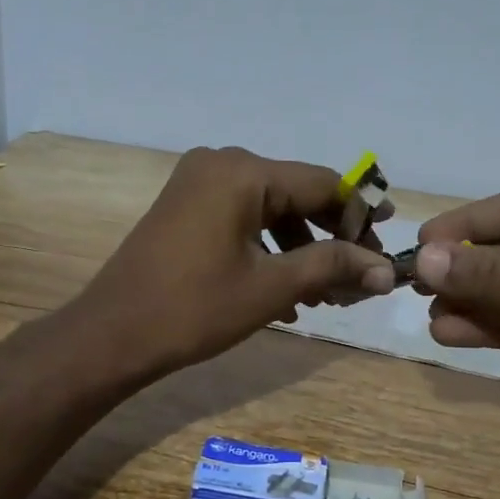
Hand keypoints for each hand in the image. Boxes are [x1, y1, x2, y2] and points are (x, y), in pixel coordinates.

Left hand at [78, 146, 395, 375]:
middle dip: (331, 237)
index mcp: (242, 172)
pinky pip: (243, 219)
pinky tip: (286, 295)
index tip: (384, 251)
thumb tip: (388, 271)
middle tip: (359, 278)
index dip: (360, 216)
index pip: (323, 183)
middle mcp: (221, 163)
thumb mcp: (271, 287)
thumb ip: (333, 267)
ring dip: (302, 250)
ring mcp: (199, 184)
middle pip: (297, 193)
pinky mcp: (186, 207)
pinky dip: (269, 250)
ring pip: (271, 210)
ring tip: (325, 296)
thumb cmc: (193, 309)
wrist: (112, 335)